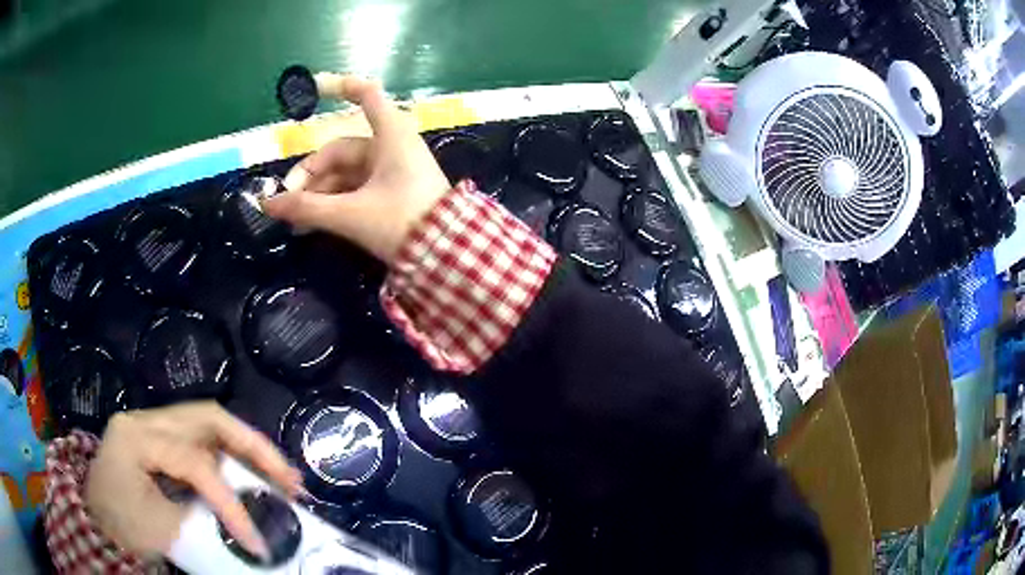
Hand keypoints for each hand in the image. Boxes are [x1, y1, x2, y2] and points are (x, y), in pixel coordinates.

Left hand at [85, 402, 302, 560]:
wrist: (97, 520)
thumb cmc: (122, 526)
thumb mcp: (161, 529)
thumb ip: (203, 519)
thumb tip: (249, 524)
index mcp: (135, 437)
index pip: (193, 463)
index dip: (230, 503)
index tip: (258, 542)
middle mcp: (145, 419)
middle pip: (207, 417)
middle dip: (253, 447)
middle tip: (289, 480)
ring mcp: (152, 424)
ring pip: (209, 421)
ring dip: (247, 446)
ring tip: (280, 475)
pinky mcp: (160, 437)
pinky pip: (202, 437)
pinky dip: (231, 453)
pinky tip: (250, 472)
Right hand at [262, 76, 450, 264]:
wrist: (446, 256)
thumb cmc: (402, 222)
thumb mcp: (351, 215)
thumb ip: (307, 208)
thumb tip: (267, 205)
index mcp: (391, 135)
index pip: (366, 95)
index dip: (340, 86)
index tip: (313, 86)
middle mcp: (391, 146)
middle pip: (340, 150)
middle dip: (311, 174)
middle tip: (287, 201)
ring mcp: (391, 170)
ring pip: (344, 173)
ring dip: (318, 193)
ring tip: (295, 220)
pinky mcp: (391, 192)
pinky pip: (354, 189)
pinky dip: (333, 201)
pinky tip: (310, 223)